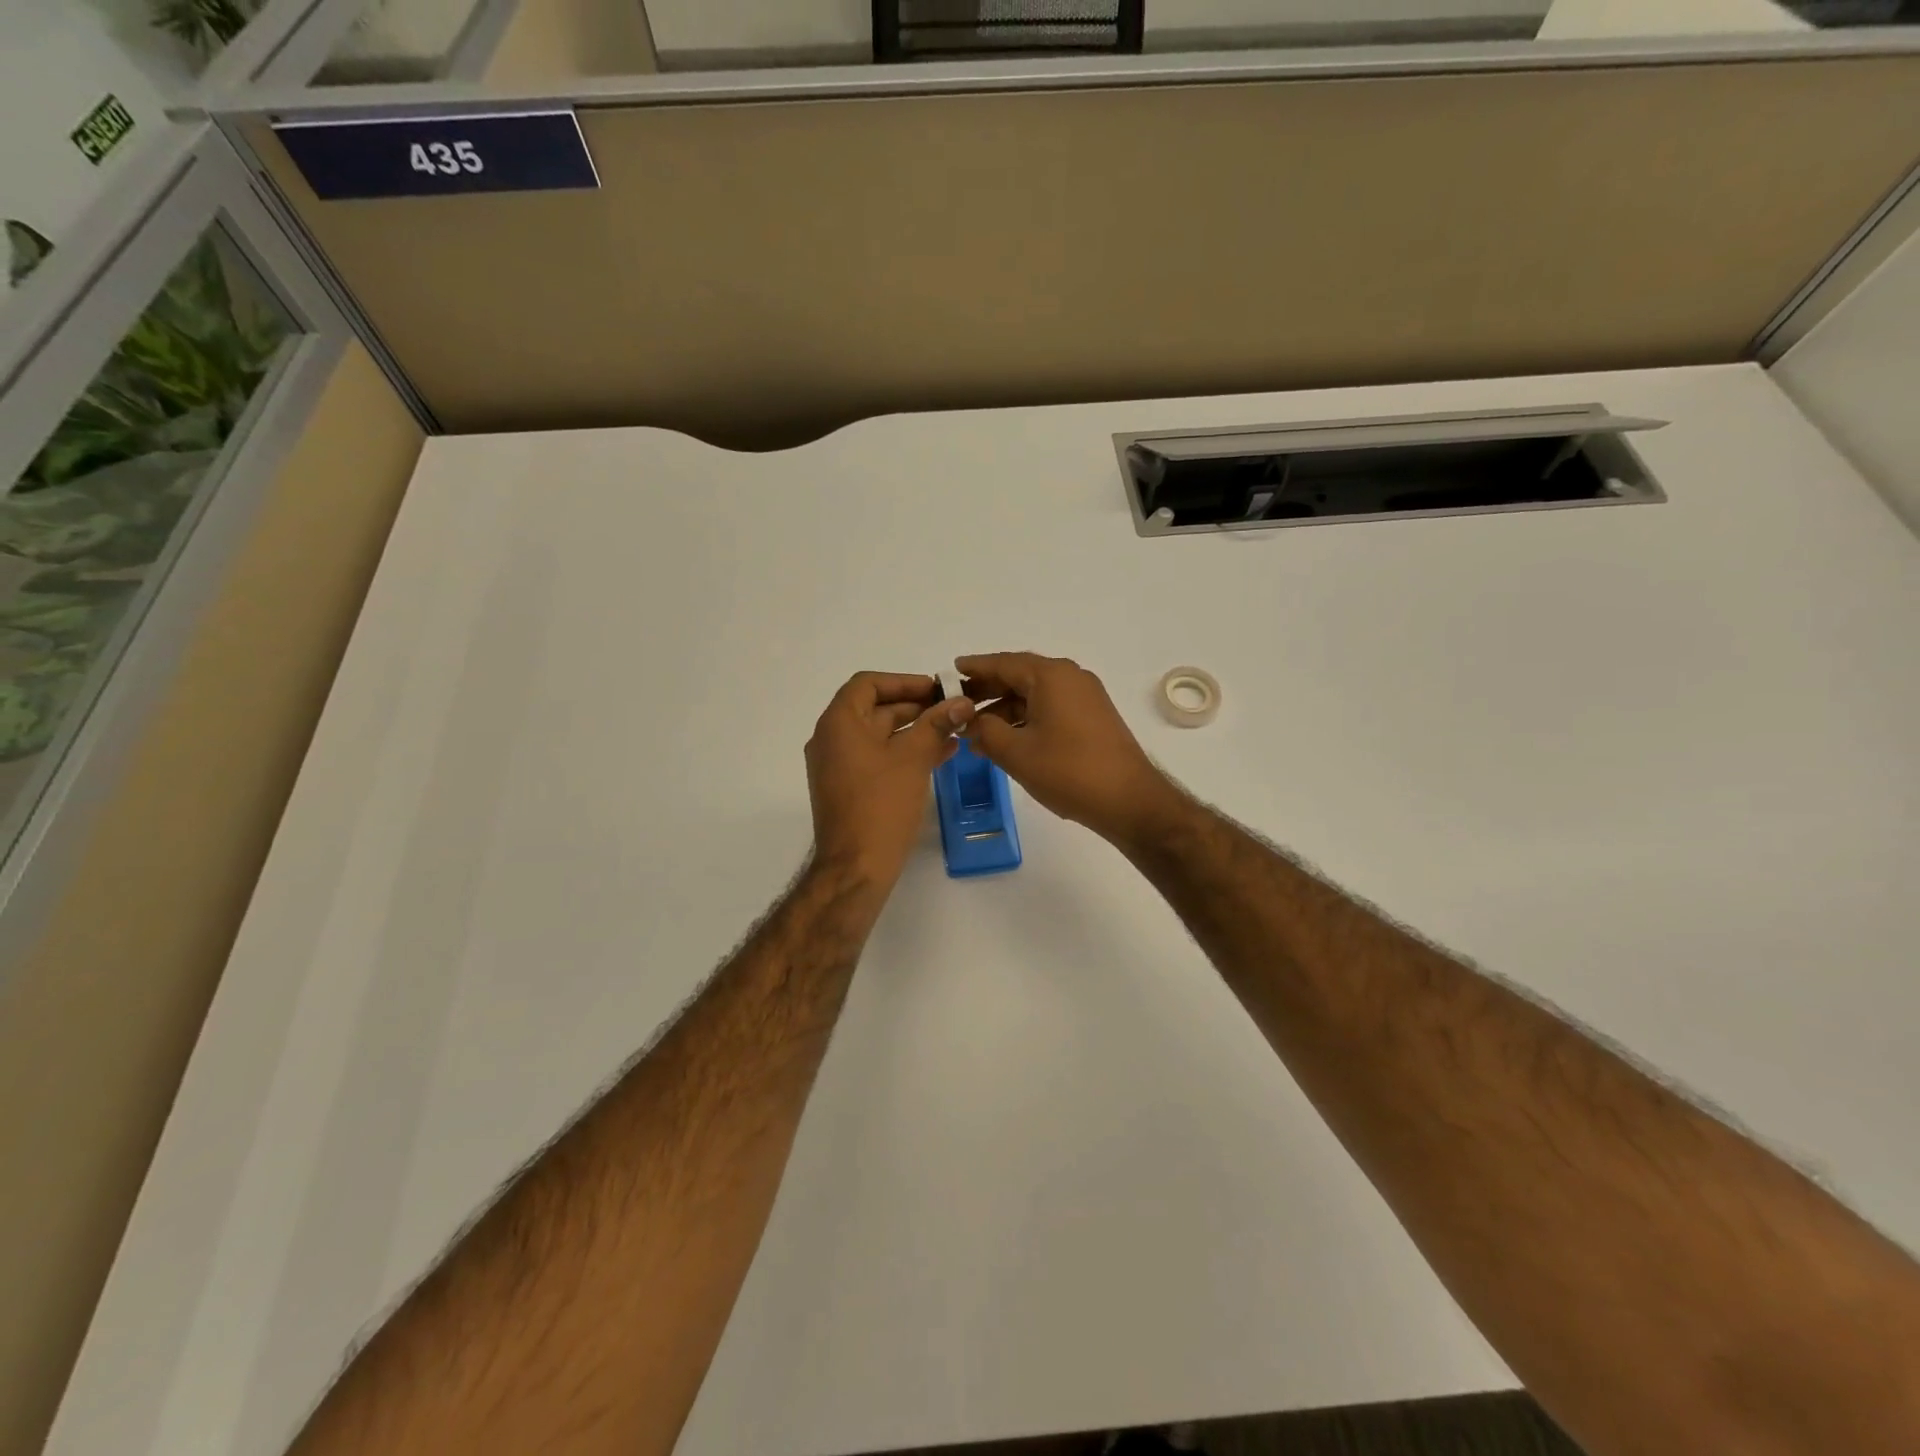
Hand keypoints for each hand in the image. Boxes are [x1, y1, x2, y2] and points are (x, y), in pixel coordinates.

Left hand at [806, 672, 974, 887]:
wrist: (856, 867)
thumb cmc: (881, 805)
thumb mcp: (913, 758)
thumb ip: (936, 724)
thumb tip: (962, 702)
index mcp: (839, 723)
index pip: (868, 684)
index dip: (904, 681)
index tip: (936, 689)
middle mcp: (831, 739)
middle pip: (874, 708)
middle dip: (915, 706)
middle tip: (952, 709)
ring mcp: (838, 766)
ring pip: (879, 736)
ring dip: (914, 730)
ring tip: (954, 732)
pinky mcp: (848, 788)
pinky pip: (877, 759)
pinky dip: (904, 753)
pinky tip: (940, 755)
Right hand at [956, 653, 1181, 847]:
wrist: (1129, 801)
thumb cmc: (1069, 771)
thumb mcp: (1016, 752)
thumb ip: (985, 731)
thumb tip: (970, 721)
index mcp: (1051, 676)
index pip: (1003, 663)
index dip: (974, 667)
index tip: (950, 671)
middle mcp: (1070, 678)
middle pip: (1020, 676)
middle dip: (987, 691)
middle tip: (957, 705)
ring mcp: (1085, 697)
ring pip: (1035, 695)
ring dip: (1005, 710)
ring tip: (976, 732)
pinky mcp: (1092, 718)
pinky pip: (1050, 709)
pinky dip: (1026, 719)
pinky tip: (1006, 741)